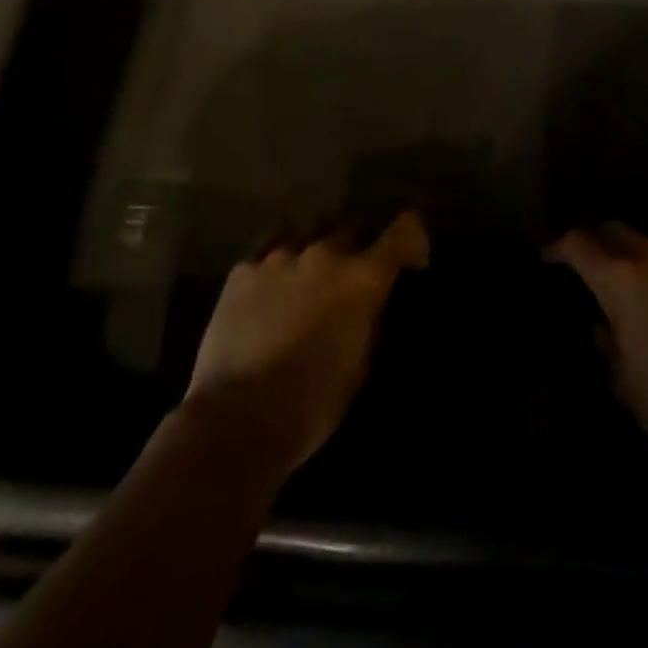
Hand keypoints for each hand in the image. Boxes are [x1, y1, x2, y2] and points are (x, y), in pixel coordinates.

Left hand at [183, 213, 429, 478]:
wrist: (235, 420)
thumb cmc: (310, 405)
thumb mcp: (359, 365)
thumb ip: (368, 319)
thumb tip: (368, 305)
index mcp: (362, 278)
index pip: (403, 231)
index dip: (412, 237)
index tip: (412, 257)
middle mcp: (326, 254)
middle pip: (353, 227)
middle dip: (359, 246)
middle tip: (353, 274)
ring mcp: (280, 257)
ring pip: (309, 233)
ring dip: (317, 250)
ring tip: (310, 274)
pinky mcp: (243, 270)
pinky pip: (269, 250)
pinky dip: (279, 263)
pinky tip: (273, 284)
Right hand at [548, 223, 647, 482]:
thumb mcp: (625, 385)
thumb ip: (608, 349)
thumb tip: (604, 329)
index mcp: (622, 280)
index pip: (579, 244)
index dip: (558, 247)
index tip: (547, 258)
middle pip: (616, 231)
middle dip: (596, 240)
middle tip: (584, 262)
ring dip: (631, 257)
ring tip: (623, 285)